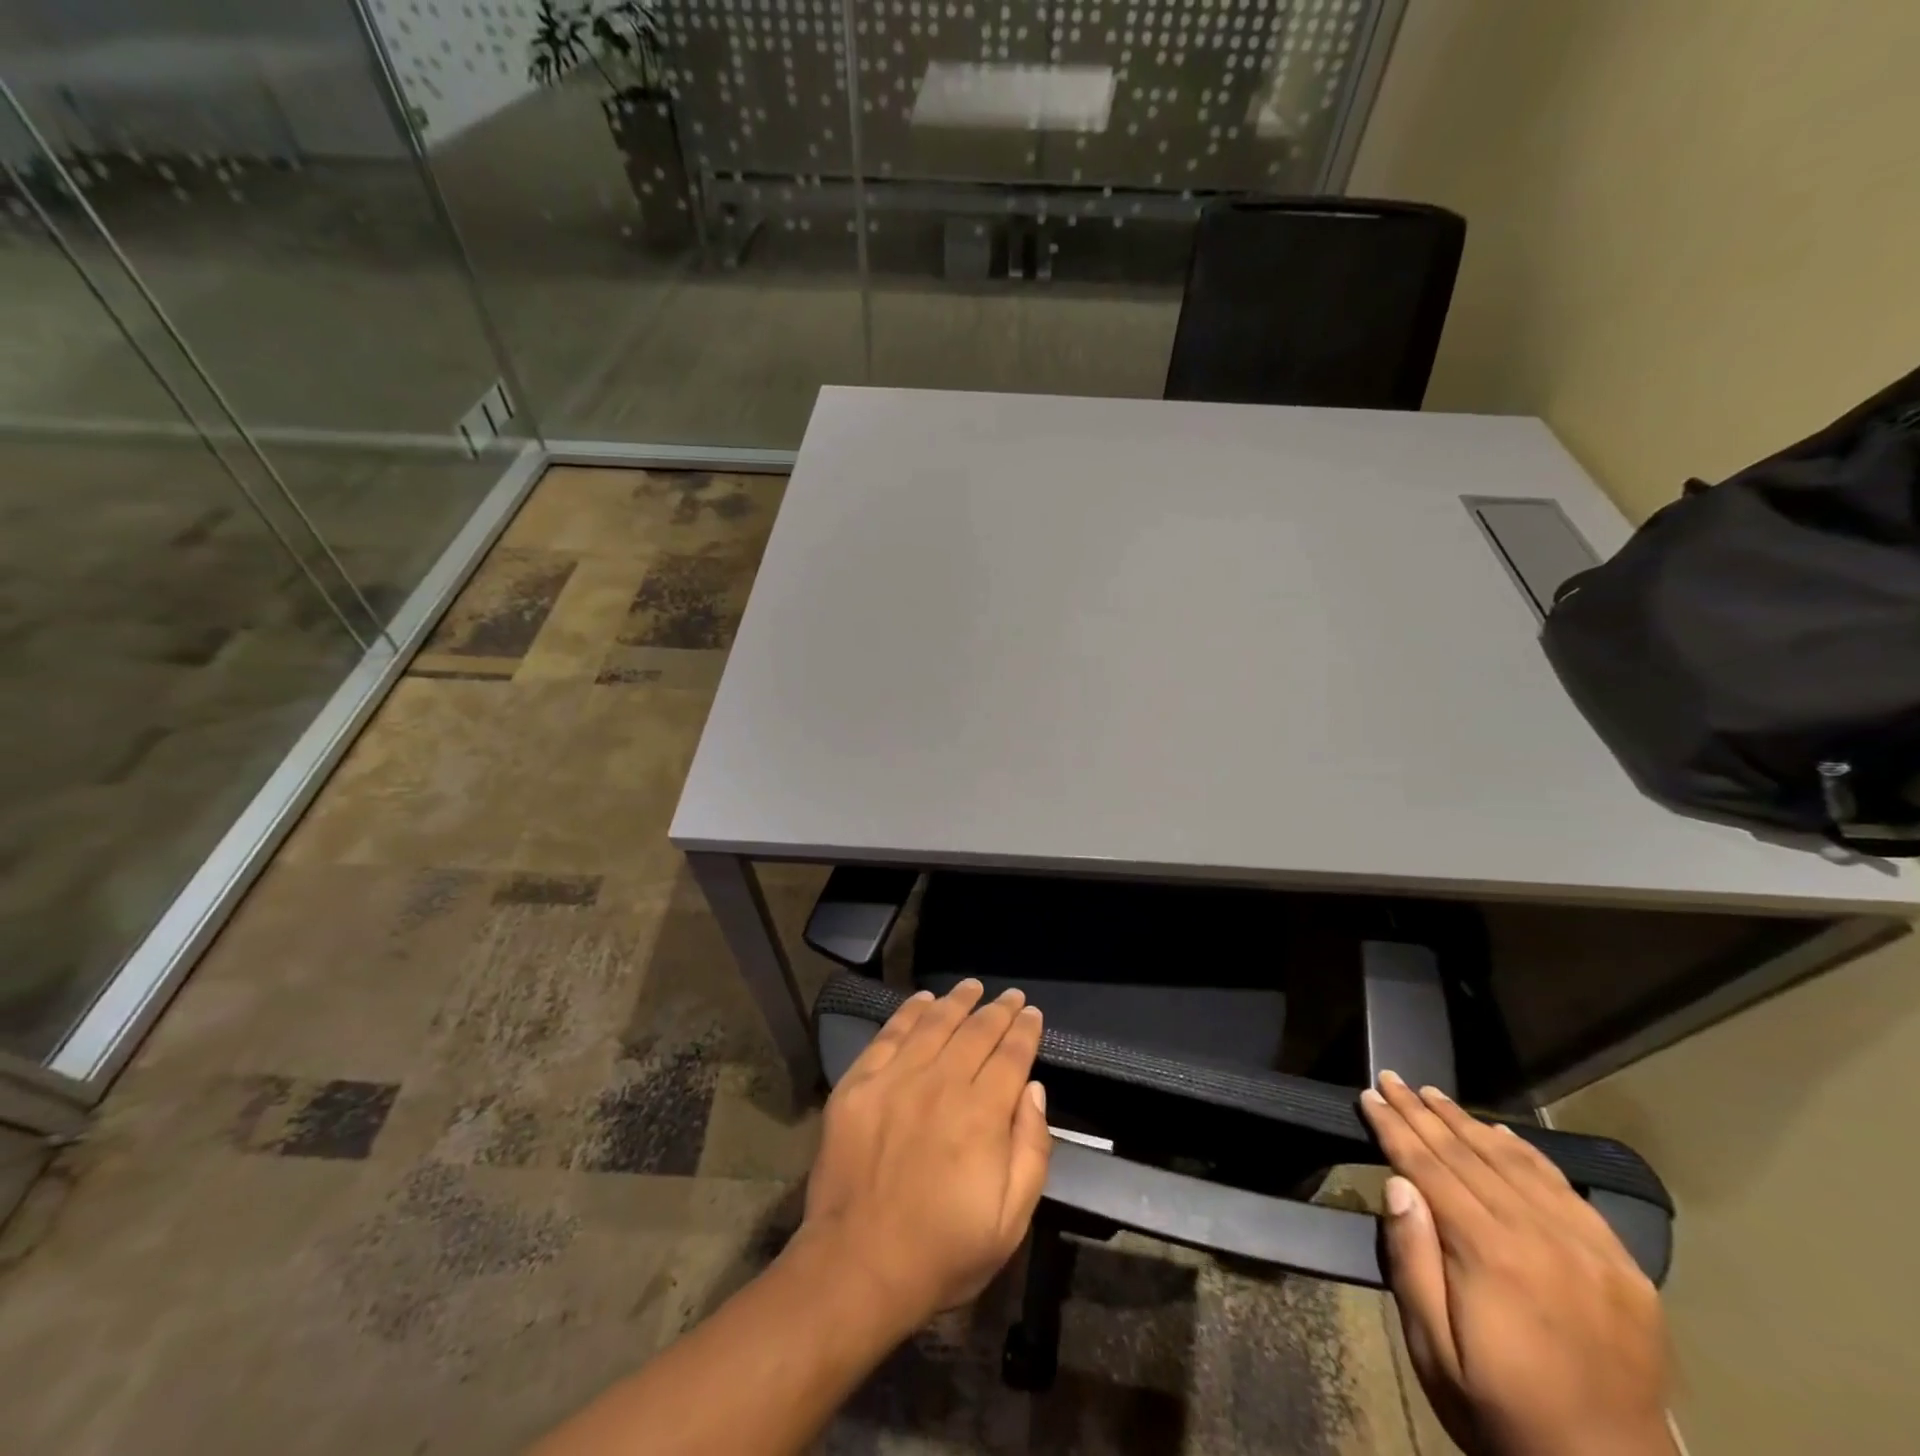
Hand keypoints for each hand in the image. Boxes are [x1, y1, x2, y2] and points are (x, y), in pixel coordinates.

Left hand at [797, 979, 1051, 1334]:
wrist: (857, 1267)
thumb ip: (1031, 1150)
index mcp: (981, 1115)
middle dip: (998, 1010)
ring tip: (972, 987)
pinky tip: (922, 1001)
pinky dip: (909, 1013)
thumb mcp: (1010, 1222)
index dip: (1025, 1030)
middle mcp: (941, 1084)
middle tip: (1011, 996)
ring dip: (957, 1001)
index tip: (1032, 1013)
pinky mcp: (859, 1084)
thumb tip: (1033, 1089)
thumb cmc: (942, 1252)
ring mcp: (895, 1079)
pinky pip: (889, 1035)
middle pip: (976, 1032)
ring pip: (934, 1024)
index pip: (1011, 1056)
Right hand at [1360, 1072, 1673, 1455]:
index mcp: (1491, 1255)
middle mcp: (1542, 1237)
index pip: (1429, 1167)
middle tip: (1392, 1078)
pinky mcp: (1623, 1268)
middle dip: (1423, 1113)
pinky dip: (1528, 1154)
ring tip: (1434, 1095)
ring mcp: (1589, 1250)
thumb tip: (1398, 1184)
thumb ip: (1413, 1262)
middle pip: (1469, 1155)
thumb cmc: (1501, 1413)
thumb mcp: (1433, 1350)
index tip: (1369, 1094)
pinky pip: (1567, 1191)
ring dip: (1469, 1123)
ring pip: (1516, 1163)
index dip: (1394, 1128)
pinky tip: (1502, 1134)